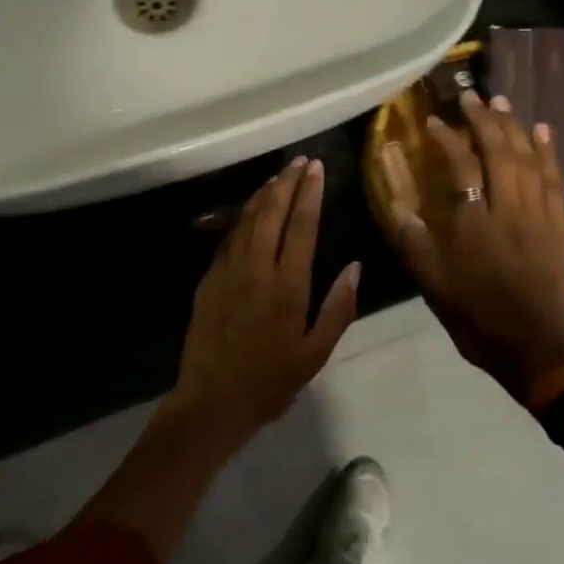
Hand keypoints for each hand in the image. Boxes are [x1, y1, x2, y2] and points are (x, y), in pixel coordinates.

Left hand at [172, 156, 361, 437]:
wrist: (212, 402)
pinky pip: (229, 238)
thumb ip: (338, 308)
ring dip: (263, 195)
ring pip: (246, 220)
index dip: (310, 194)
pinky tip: (250, 212)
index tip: (316, 169)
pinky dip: (242, 218)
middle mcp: (256, 269)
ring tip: (277, 177)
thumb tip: (355, 267)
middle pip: (271, 213)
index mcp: (287, 286)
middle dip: (286, 183)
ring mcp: (228, 271)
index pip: (301, 227)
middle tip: (299, 162)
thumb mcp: (315, 353)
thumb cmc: (271, 381)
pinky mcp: (209, 279)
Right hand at [382, 90, 563, 398]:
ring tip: (505, 103)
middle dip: (486, 120)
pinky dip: (550, 154)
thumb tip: (398, 203)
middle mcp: (510, 210)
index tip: (435, 122)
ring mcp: (540, 216)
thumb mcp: (431, 282)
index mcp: (475, 222)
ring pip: (532, 160)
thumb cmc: (474, 314)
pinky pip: (557, 180)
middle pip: (502, 152)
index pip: (462, 165)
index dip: (448, 139)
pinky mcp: (560, 226)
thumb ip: (413, 240)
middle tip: (473, 97)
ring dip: (517, 128)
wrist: (532, 346)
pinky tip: (545, 134)